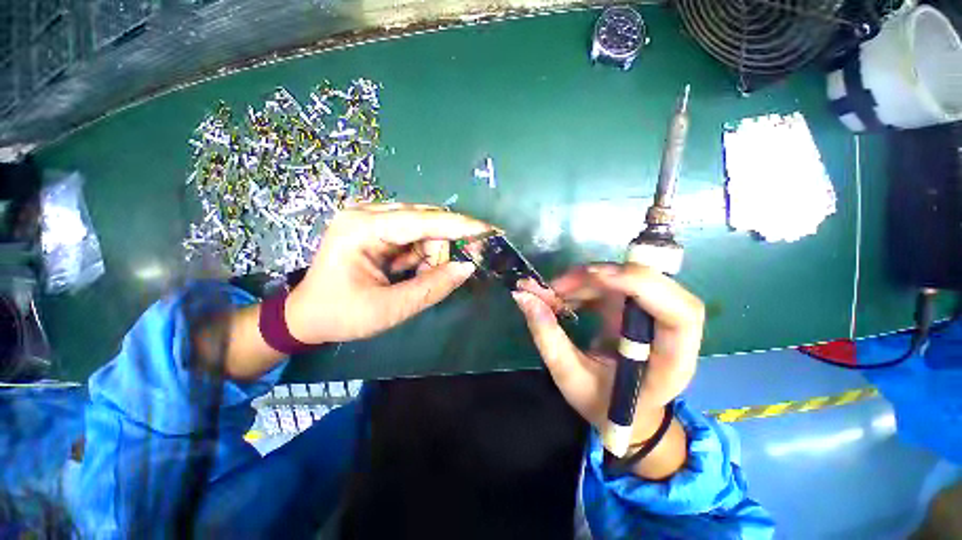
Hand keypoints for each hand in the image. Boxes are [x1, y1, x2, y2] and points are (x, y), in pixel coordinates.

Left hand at [286, 203, 495, 344]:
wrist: (308, 315)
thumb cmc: (341, 315)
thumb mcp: (389, 309)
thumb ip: (431, 287)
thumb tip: (467, 267)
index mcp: (362, 228)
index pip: (422, 221)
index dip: (459, 226)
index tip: (488, 229)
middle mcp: (367, 213)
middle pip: (426, 221)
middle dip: (442, 249)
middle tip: (450, 272)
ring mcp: (371, 217)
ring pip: (423, 228)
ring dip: (431, 254)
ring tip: (417, 278)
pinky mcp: (377, 226)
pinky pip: (414, 235)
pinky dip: (422, 254)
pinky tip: (410, 270)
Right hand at [512, 264, 703, 447]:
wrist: (627, 415)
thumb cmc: (606, 406)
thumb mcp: (570, 378)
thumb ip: (547, 337)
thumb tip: (523, 296)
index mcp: (672, 361)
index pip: (678, 313)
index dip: (640, 285)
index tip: (594, 277)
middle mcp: (671, 331)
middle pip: (651, 284)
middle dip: (600, 277)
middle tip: (556, 287)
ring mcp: (653, 314)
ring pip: (625, 278)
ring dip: (584, 280)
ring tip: (550, 296)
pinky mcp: (635, 307)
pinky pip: (611, 283)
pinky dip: (583, 285)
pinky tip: (562, 298)